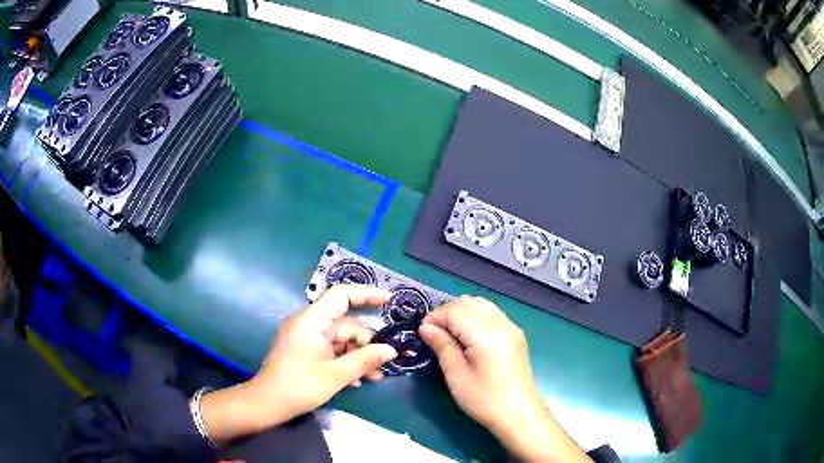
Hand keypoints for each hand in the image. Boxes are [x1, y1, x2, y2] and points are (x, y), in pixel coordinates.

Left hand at [200, 285, 397, 442]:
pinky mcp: (303, 350)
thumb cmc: (299, 386)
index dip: (367, 294)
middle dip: (366, 343)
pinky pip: (329, 349)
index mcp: (312, 321)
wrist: (266, 403)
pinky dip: (343, 360)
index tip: (389, 301)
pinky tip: (356, 380)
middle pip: (344, 324)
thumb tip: (391, 350)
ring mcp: (304, 337)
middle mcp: (307, 323)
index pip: (341, 295)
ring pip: (339, 339)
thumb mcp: (336, 375)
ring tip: (374, 377)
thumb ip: (365, 360)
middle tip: (383, 363)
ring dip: (357, 356)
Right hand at [419, 296, 589, 461]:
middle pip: (468, 303)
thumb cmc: (484, 399)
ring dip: (462, 312)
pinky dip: (476, 316)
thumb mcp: (457, 375)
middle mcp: (501, 323)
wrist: (519, 414)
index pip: (454, 311)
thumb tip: (426, 328)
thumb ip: (442, 346)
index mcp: (486, 334)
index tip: (422, 333)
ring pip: (482, 304)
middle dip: (447, 312)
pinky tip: (469, 336)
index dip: (435, 318)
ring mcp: (511, 327)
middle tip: (434, 333)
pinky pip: (492, 313)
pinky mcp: (516, 334)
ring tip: (450, 333)